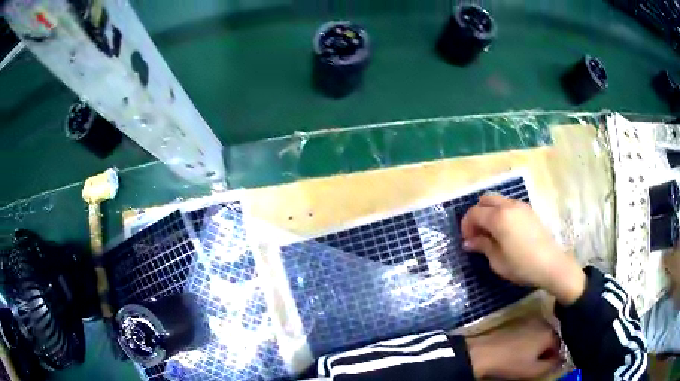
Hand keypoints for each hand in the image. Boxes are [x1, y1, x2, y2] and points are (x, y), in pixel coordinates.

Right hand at [460, 194, 585, 304]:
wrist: (551, 264)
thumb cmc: (521, 265)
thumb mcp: (497, 260)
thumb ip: (482, 246)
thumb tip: (469, 242)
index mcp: (498, 217)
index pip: (474, 213)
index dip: (466, 226)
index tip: (467, 241)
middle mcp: (508, 206)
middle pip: (485, 200)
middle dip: (477, 215)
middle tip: (477, 234)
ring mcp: (521, 206)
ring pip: (498, 201)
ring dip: (490, 213)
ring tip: (491, 233)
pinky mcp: (529, 211)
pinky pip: (509, 205)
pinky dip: (502, 213)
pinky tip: (506, 231)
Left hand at [467, 318, 561, 378]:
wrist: (484, 353)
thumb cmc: (511, 363)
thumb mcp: (534, 370)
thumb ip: (552, 365)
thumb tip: (562, 361)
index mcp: (550, 332)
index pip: (561, 345)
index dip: (555, 357)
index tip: (548, 366)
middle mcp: (544, 321)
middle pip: (552, 337)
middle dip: (548, 350)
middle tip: (538, 362)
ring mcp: (530, 319)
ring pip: (542, 334)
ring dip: (539, 344)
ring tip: (529, 356)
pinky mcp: (518, 321)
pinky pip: (531, 331)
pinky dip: (530, 340)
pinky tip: (521, 349)